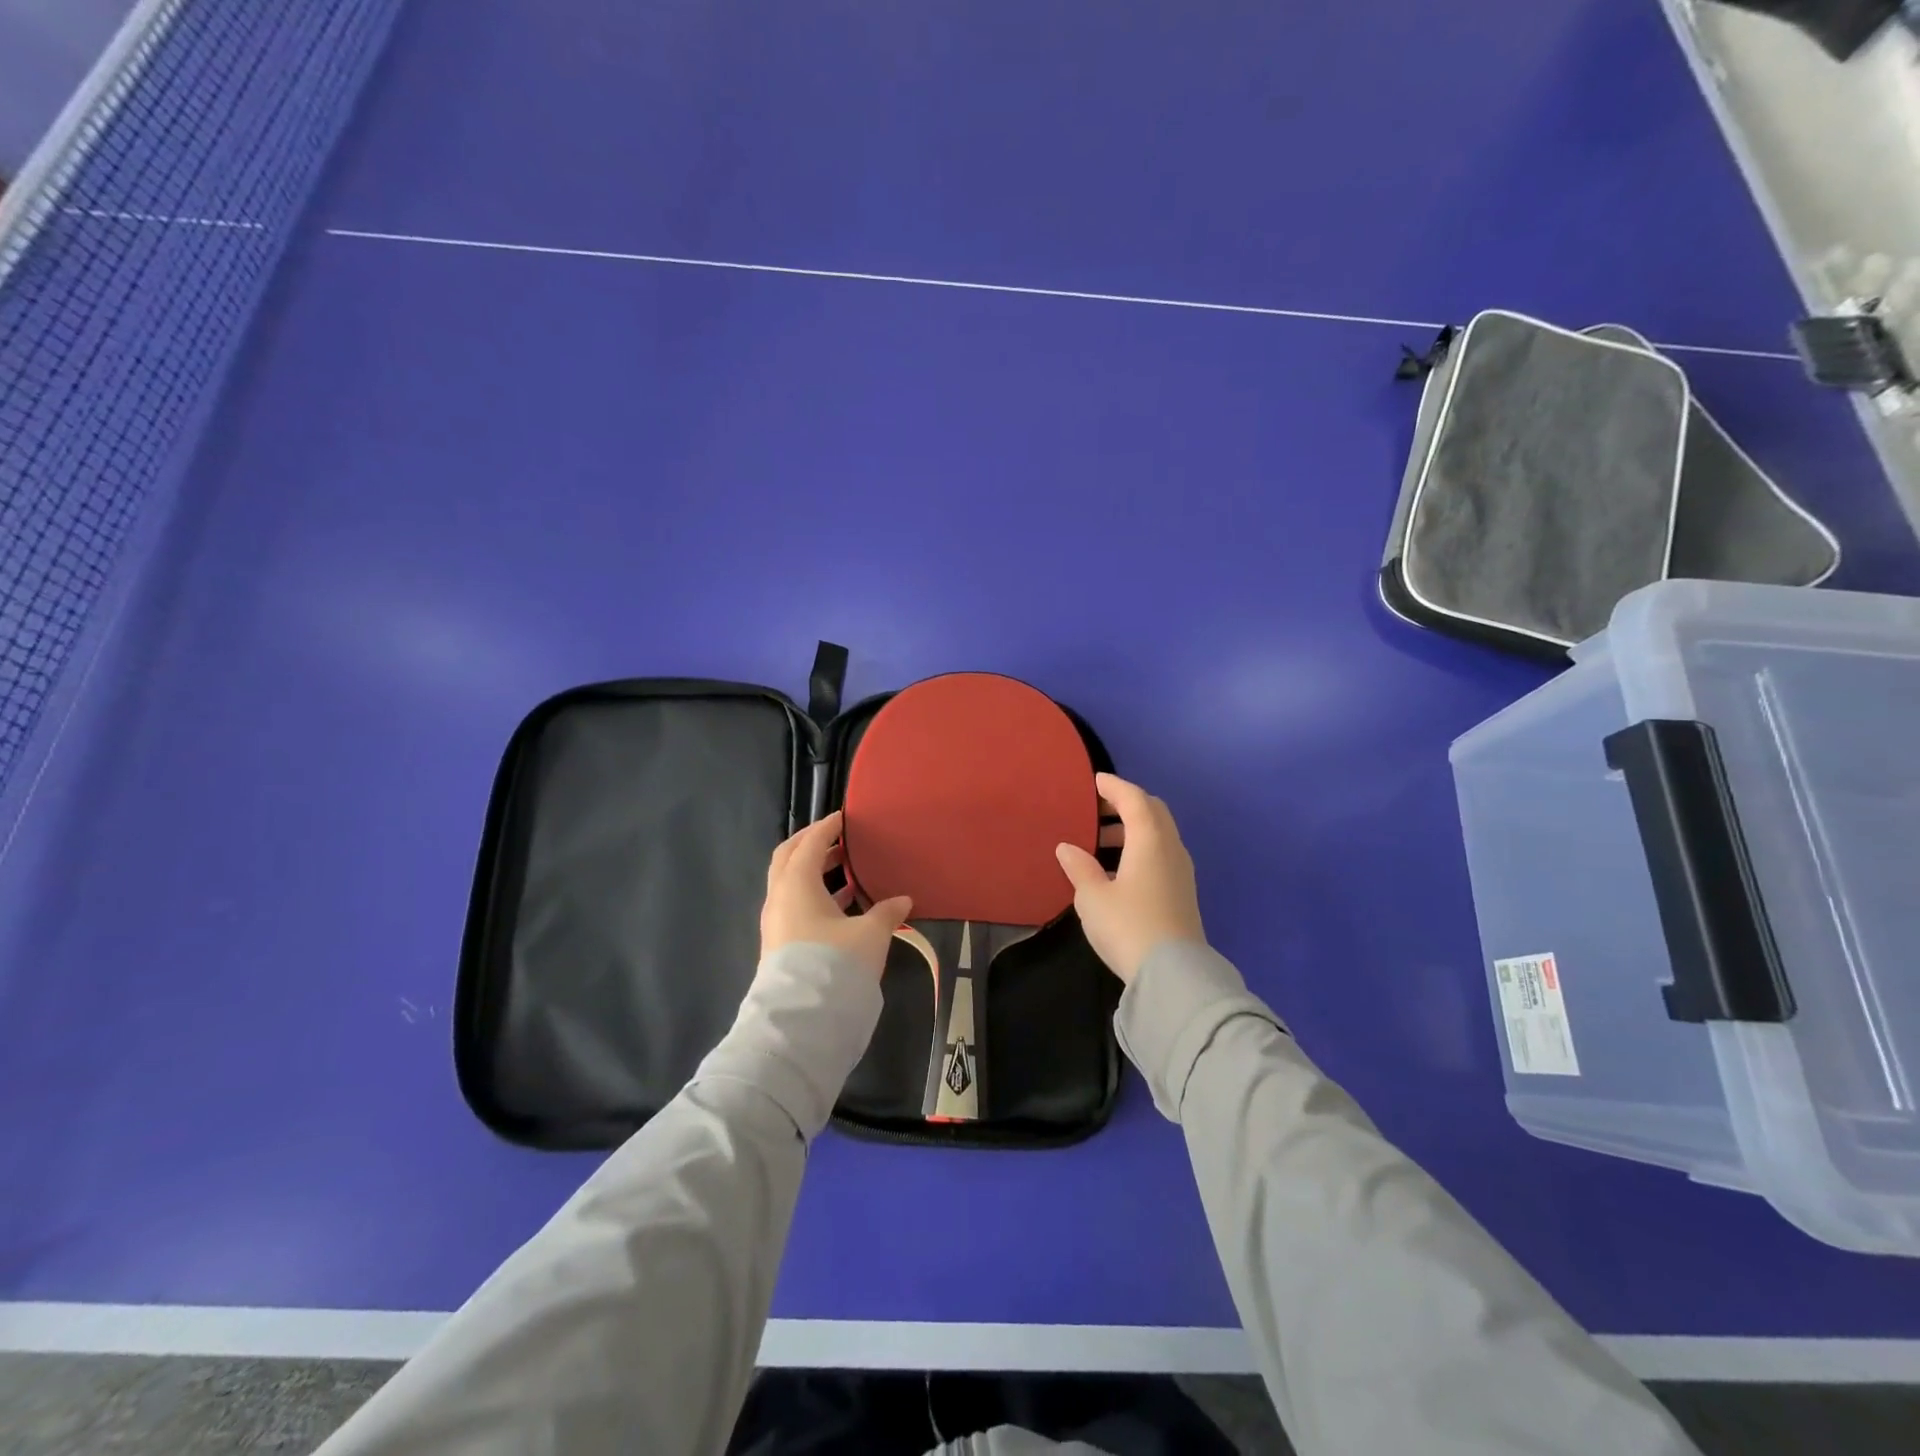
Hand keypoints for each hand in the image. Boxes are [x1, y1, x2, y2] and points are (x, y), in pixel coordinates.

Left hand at [760, 811, 912, 978]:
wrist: (801, 1019)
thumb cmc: (835, 962)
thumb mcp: (870, 934)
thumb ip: (886, 912)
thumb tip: (903, 901)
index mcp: (797, 883)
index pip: (810, 843)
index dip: (827, 827)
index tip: (843, 818)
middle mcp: (780, 897)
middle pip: (789, 857)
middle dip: (811, 844)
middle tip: (836, 837)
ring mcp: (776, 922)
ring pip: (791, 883)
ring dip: (814, 871)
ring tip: (845, 869)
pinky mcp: (780, 943)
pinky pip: (795, 905)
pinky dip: (815, 894)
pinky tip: (843, 904)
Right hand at [1055, 773, 1204, 983]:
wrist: (1173, 975)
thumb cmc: (1127, 926)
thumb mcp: (1092, 897)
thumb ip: (1079, 867)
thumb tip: (1068, 847)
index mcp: (1150, 840)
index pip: (1134, 799)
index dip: (1114, 786)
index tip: (1094, 781)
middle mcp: (1170, 848)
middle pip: (1153, 812)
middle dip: (1126, 804)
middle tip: (1098, 809)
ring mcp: (1181, 871)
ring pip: (1159, 834)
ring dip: (1133, 829)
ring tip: (1101, 842)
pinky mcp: (1182, 892)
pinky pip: (1161, 854)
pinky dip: (1141, 849)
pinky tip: (1117, 870)